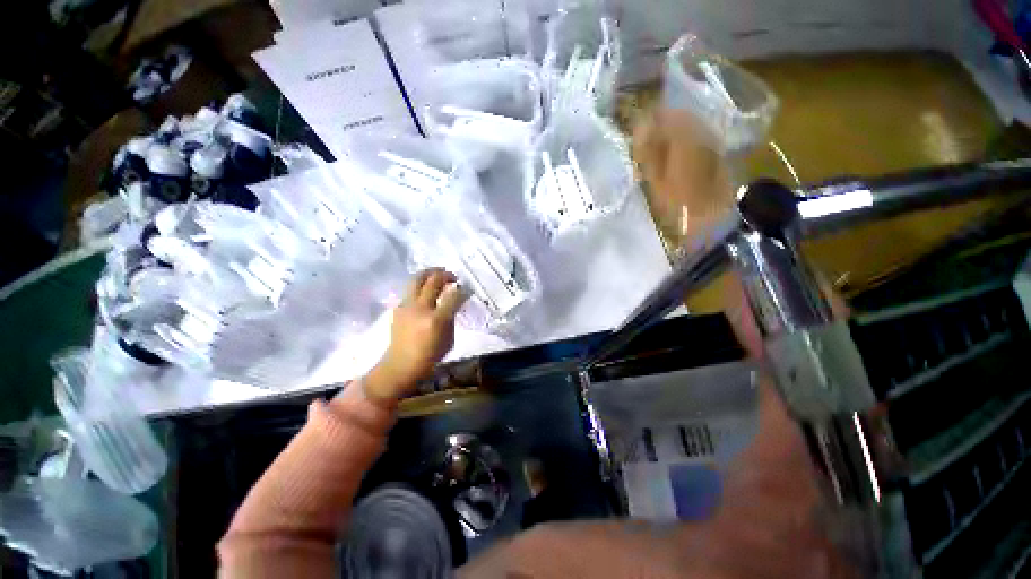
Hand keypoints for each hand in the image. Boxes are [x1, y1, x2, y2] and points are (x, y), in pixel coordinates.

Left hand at [364, 269, 465, 402]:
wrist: (401, 365)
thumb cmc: (430, 356)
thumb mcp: (449, 339)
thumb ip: (451, 318)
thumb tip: (453, 304)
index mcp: (436, 319)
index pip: (454, 296)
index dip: (463, 290)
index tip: (468, 289)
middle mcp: (421, 308)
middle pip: (434, 281)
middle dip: (446, 275)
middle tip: (453, 277)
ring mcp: (407, 306)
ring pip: (417, 279)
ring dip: (430, 272)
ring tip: (438, 273)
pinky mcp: (398, 307)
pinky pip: (410, 289)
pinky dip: (420, 285)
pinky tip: (425, 290)